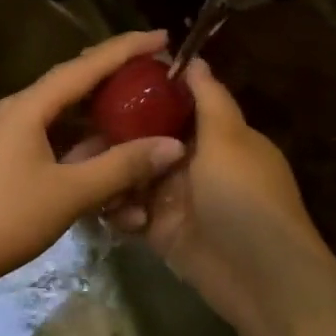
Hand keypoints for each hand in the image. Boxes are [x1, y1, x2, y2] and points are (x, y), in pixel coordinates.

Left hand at [0, 32, 188, 293]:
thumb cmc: (8, 218)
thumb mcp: (71, 192)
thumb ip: (122, 167)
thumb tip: (172, 146)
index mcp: (26, 107)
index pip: (83, 67)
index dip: (125, 50)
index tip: (162, 37)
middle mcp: (15, 112)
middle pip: (71, 85)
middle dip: (113, 78)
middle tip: (155, 74)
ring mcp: (7, 136)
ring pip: (61, 116)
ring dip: (98, 116)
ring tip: (139, 111)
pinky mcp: (5, 159)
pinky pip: (50, 139)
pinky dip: (80, 143)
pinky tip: (106, 152)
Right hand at [107, 59, 335, 335]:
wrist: (259, 276)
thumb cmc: (244, 197)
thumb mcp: (229, 139)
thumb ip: (208, 98)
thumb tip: (194, 58)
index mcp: (215, 136)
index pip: (173, 105)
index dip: (141, 93)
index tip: (103, 80)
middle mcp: (193, 162)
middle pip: (144, 140)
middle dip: (114, 137)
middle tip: (75, 133)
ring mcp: (175, 197)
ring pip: (131, 175)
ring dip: (112, 175)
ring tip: (86, 173)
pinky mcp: (160, 230)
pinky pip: (129, 210)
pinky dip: (119, 210)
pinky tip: (113, 212)